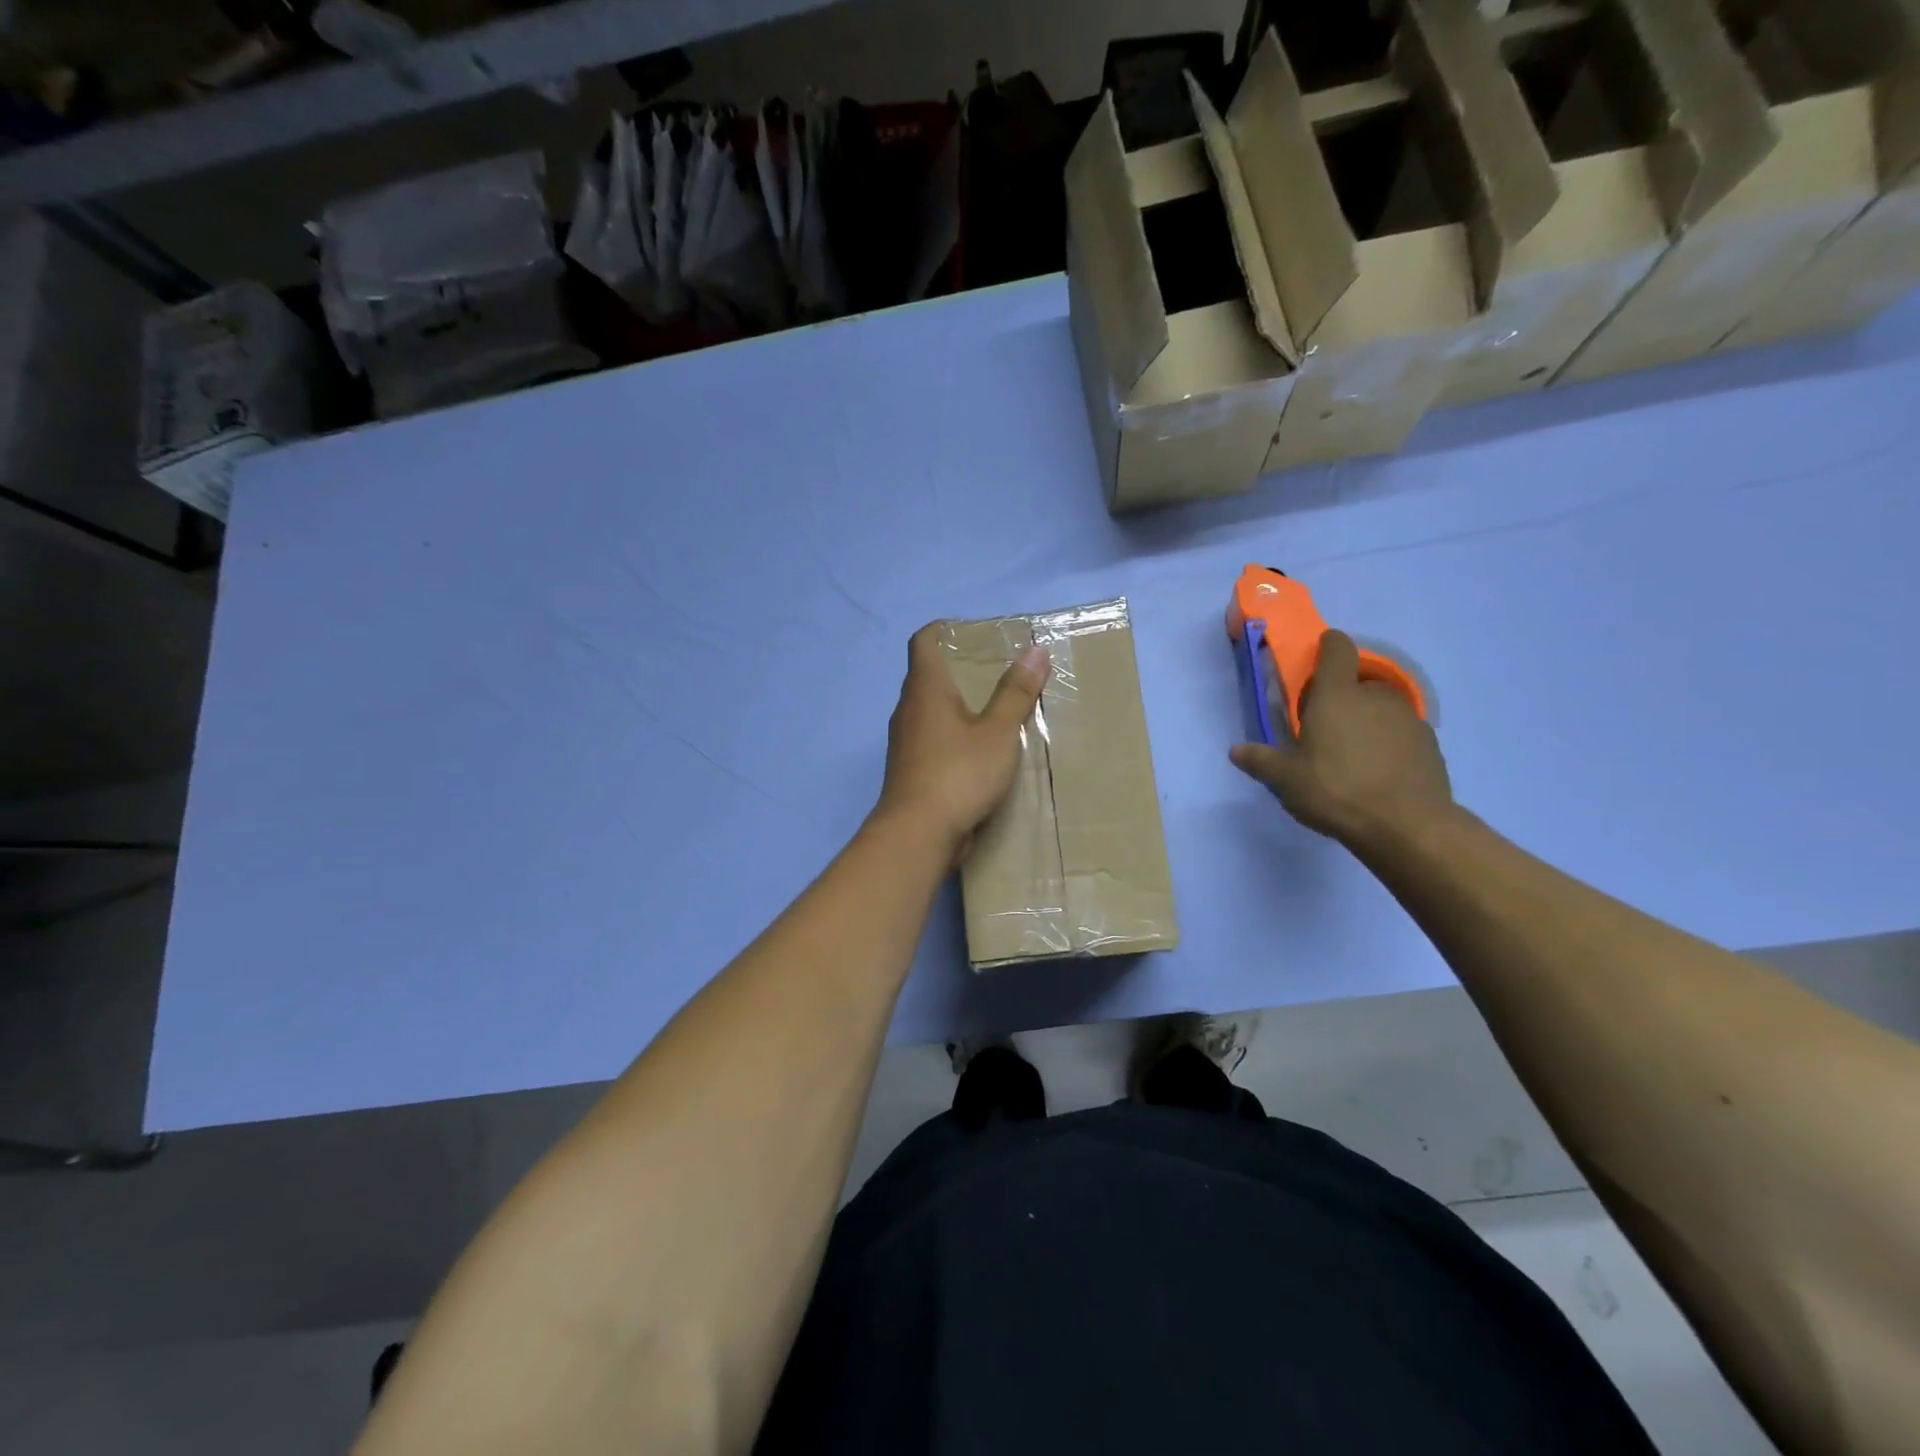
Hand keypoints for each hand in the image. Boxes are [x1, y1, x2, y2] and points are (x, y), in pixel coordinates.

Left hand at [876, 623, 1050, 854]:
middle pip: (928, 675)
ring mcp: (905, 742)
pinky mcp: (910, 770)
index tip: (972, 633)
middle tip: (997, 671)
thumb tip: (1035, 650)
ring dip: (957, 705)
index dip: (943, 629)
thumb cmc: (958, 773)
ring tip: (995, 709)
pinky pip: (932, 740)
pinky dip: (953, 735)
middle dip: (959, 669)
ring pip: (930, 711)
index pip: (923, 641)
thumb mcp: (998, 732)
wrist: (917, 834)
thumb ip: (1016, 692)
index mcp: (924, 688)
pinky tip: (980, 751)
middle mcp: (908, 709)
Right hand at [1230, 629, 1452, 850]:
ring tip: (1353, 754)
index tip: (1318, 657)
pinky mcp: (1430, 744)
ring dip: (1367, 720)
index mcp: (1337, 695)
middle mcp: (1375, 697)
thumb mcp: (1286, 780)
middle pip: (1358, 682)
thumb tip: (1236, 751)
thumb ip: (1261, 761)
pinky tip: (1379, 773)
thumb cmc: (1336, 791)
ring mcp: (1408, 719)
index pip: (1337, 649)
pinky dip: (1389, 743)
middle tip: (1325, 727)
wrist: (1408, 826)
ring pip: (1382, 708)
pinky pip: (1402, 733)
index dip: (1328, 646)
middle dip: (1343, 697)